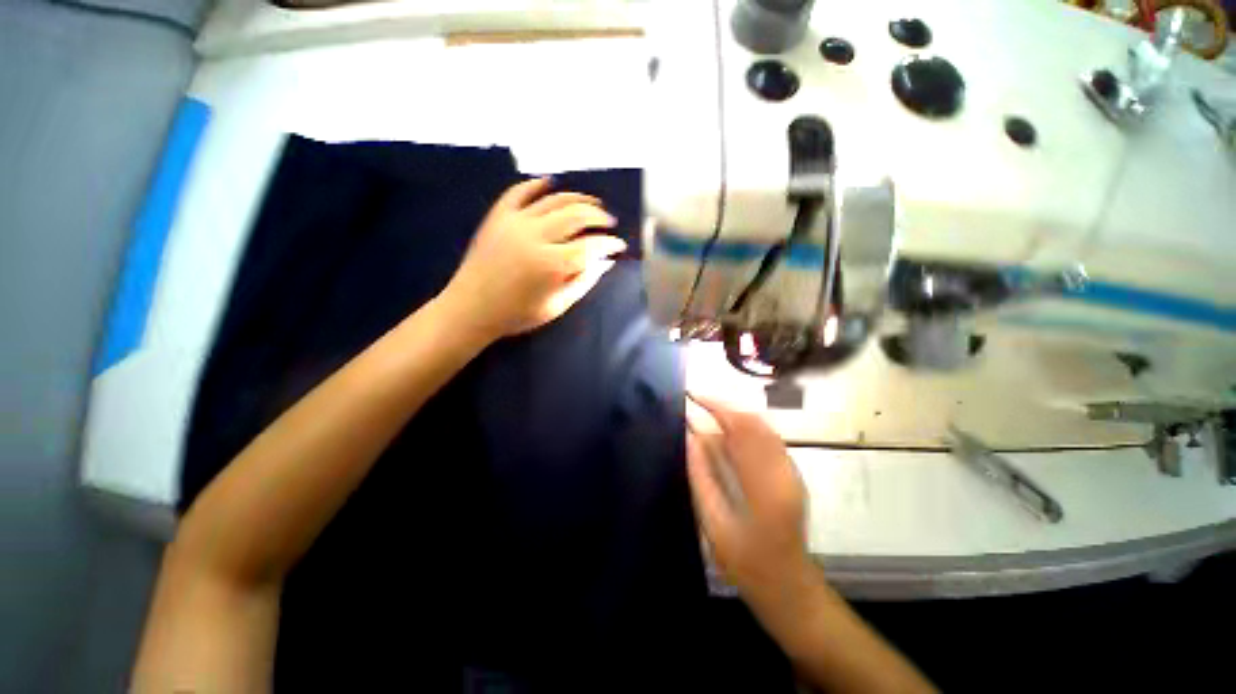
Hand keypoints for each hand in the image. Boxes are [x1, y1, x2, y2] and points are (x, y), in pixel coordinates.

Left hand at [440, 178, 626, 341]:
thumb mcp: (557, 305)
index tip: (619, 245)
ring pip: (554, 200)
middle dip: (598, 216)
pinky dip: (537, 184)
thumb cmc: (517, 314)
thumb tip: (606, 261)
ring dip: (577, 198)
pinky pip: (520, 192)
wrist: (471, 308)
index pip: (591, 245)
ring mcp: (515, 222)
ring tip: (592, 203)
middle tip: (609, 222)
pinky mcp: (498, 216)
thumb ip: (584, 281)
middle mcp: (536, 236)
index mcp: (552, 263)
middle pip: (576, 215)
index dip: (610, 243)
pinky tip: (551, 182)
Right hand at [685, 394, 816, 611]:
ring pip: (761, 427)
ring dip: (733, 417)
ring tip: (705, 416)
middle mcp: (784, 469)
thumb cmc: (747, 562)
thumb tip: (689, 435)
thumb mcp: (714, 523)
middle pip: (754, 421)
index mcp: (765, 484)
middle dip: (724, 407)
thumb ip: (701, 475)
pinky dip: (743, 430)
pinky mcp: (791, 473)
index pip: (741, 428)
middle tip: (696, 404)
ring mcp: (791, 470)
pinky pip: (766, 439)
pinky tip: (724, 437)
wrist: (789, 587)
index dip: (716, 406)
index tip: (693, 396)